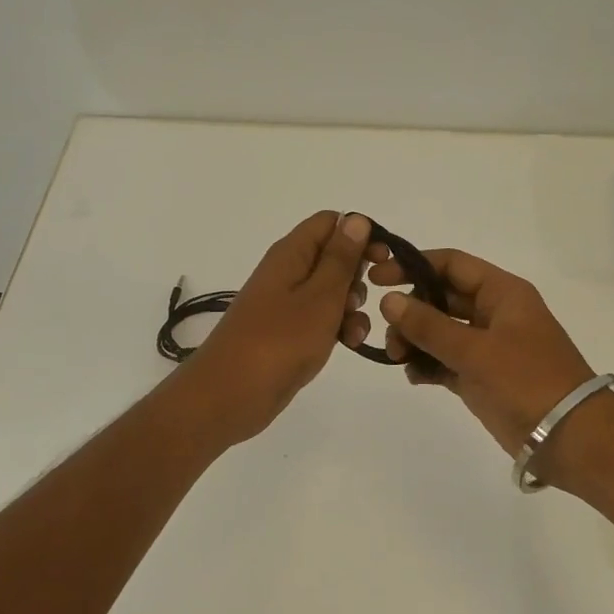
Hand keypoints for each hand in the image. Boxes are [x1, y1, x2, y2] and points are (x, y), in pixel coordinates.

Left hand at [178, 211, 374, 443]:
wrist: (230, 395)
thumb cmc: (279, 341)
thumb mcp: (320, 297)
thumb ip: (341, 259)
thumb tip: (356, 219)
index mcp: (291, 253)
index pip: (330, 222)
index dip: (360, 235)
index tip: (382, 260)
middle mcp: (287, 271)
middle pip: (333, 256)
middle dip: (358, 276)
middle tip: (365, 299)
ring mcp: (286, 303)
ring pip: (331, 291)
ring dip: (351, 307)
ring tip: (355, 331)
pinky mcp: (288, 331)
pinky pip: (320, 318)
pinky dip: (337, 327)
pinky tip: (349, 345)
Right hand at [373, 249, 596, 454]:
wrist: (571, 438)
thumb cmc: (527, 381)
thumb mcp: (476, 350)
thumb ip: (429, 325)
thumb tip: (389, 301)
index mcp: (502, 292)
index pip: (452, 264)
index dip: (413, 266)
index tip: (378, 279)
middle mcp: (494, 313)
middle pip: (441, 297)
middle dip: (411, 311)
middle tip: (390, 334)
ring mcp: (488, 346)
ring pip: (440, 331)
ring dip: (415, 340)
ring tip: (398, 359)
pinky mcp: (482, 377)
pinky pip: (446, 361)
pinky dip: (428, 365)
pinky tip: (414, 376)